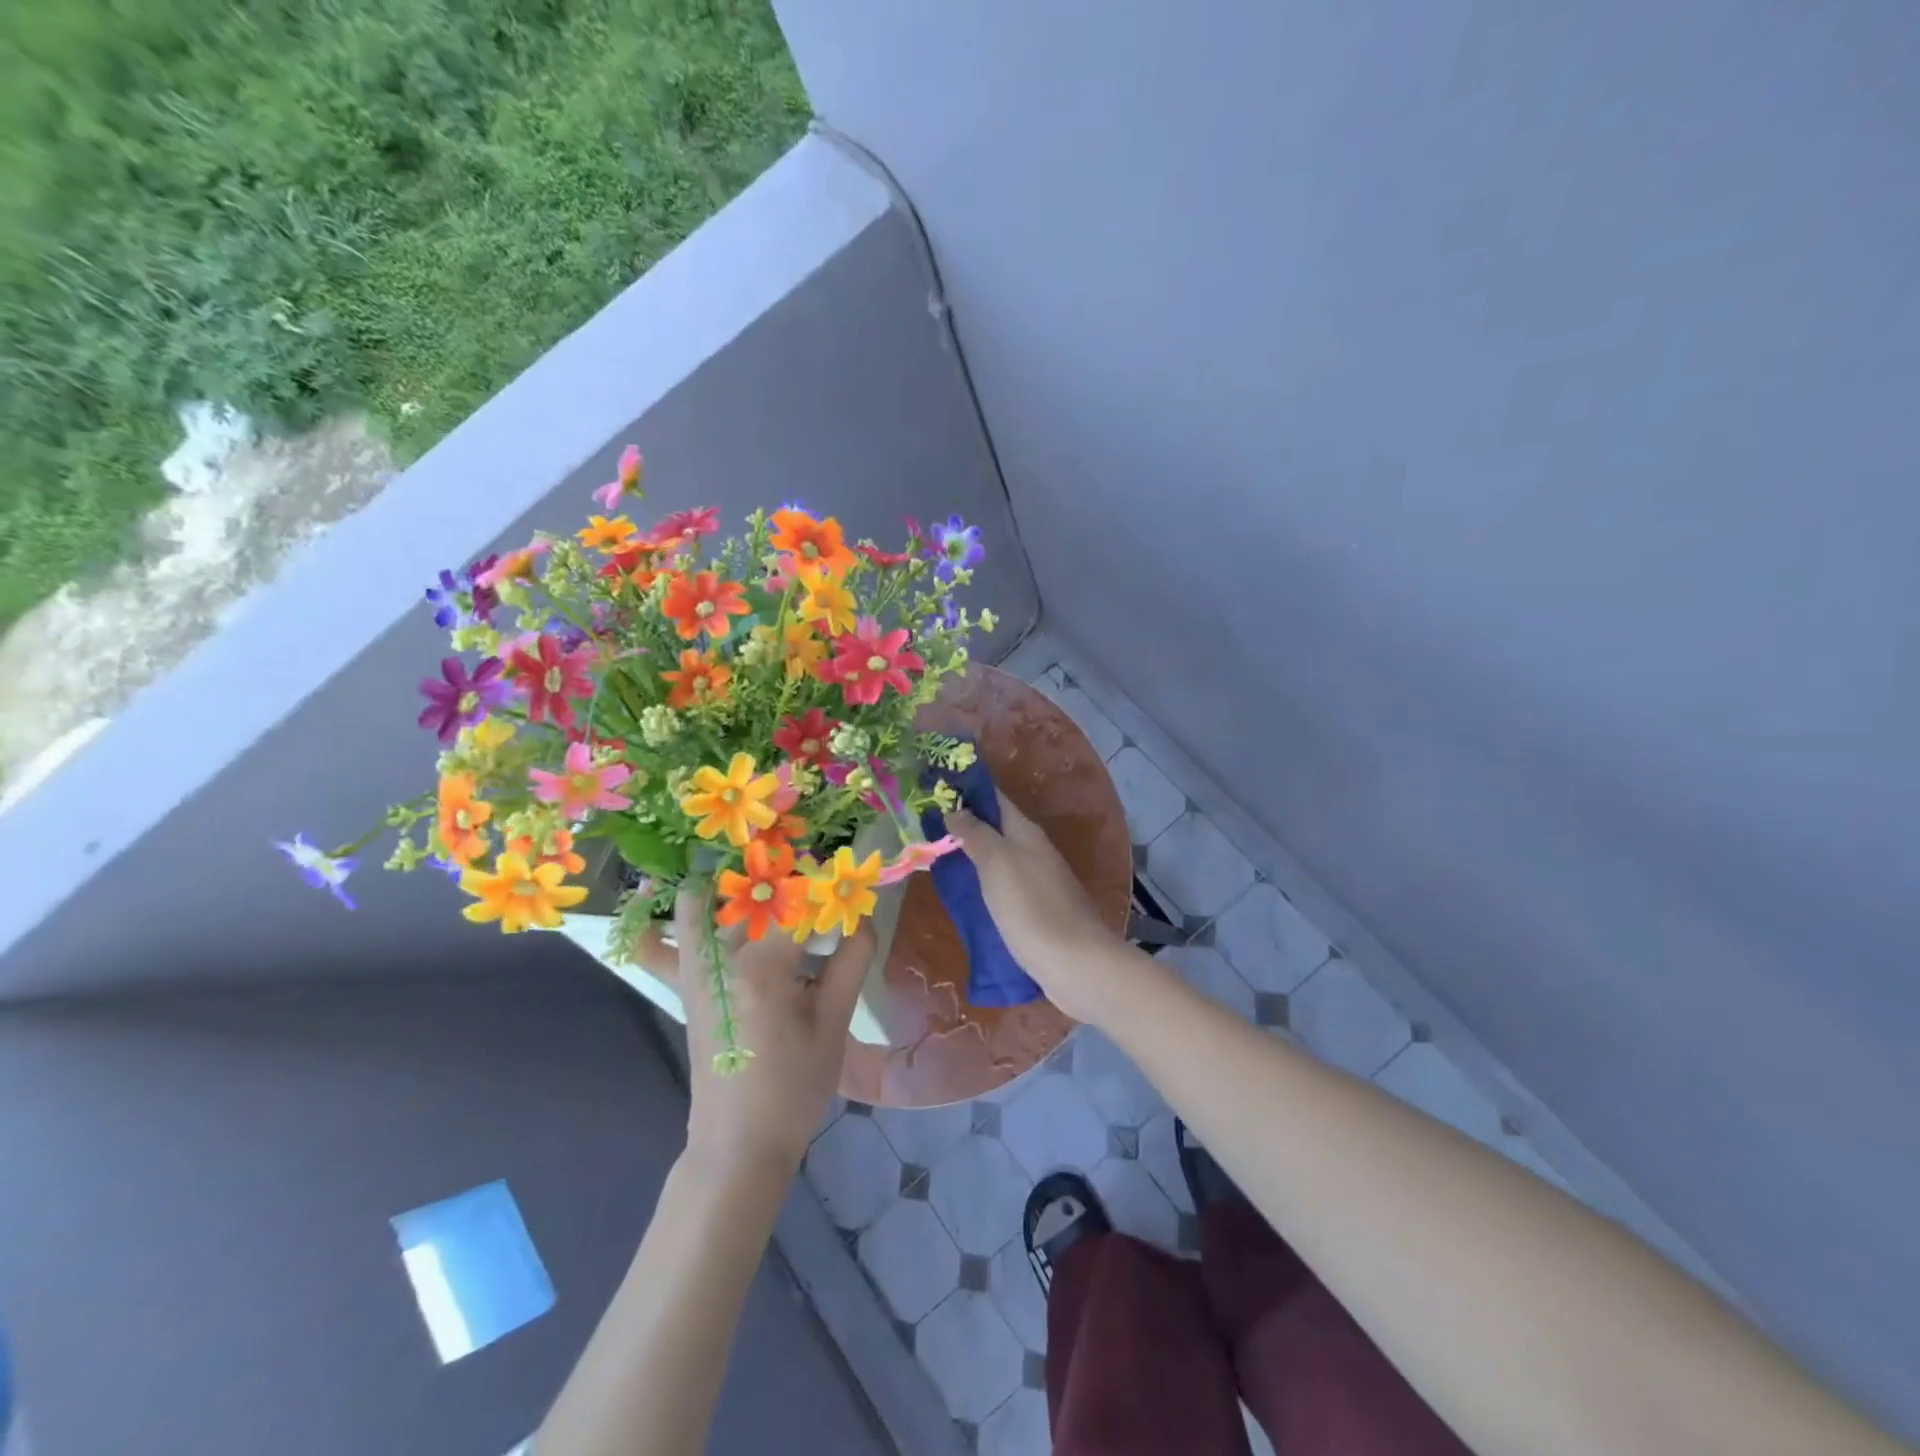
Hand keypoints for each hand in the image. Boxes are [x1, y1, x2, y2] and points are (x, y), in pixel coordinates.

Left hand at [643, 885, 873, 1185]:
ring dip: (732, 887)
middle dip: (784, 882)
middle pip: (752, 895)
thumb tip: (862, 919)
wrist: (739, 1146)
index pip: (797, 903)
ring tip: (765, 880)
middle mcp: (721, 959)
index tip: (846, 886)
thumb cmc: (793, 1088)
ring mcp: (695, 973)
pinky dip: (665, 924)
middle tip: (815, 886)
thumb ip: (851, 963)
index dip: (824, 891)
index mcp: (763, 967)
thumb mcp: (834, 1025)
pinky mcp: (686, 988)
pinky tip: (684, 904)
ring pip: (702, 906)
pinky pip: (663, 947)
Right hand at [946, 799, 1127, 1022]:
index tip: (936, 788)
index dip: (969, 791)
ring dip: (974, 855)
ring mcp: (1039, 882)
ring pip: (1000, 858)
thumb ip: (976, 834)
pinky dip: (984, 883)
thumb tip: (956, 810)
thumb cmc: (1031, 908)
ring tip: (938, 858)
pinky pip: (1005, 886)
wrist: (1075, 964)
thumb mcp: (997, 864)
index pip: (996, 799)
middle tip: (926, 826)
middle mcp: (1035, 851)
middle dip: (966, 824)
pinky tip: (967, 895)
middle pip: (997, 829)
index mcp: (1026, 833)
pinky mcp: (1038, 911)